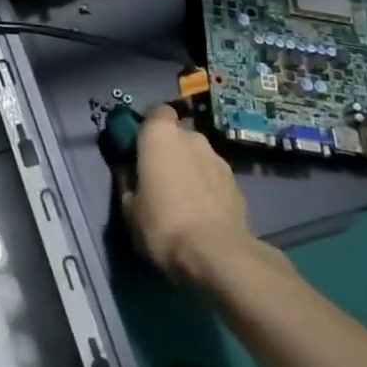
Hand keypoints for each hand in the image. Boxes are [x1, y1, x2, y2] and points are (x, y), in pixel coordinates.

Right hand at [119, 104, 285, 293]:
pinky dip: (208, 189)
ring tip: (183, 199)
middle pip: (178, 135)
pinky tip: (203, 213)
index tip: (140, 147)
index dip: (149, 127)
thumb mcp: (128, 207)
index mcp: (160, 134)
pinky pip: (215, 178)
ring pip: (199, 157)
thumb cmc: (162, 223)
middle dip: (170, 150)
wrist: (218, 255)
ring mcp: (219, 160)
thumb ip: (128, 182)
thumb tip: (129, 174)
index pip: (156, 112)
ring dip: (191, 170)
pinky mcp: (238, 185)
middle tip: (159, 176)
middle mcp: (192, 138)